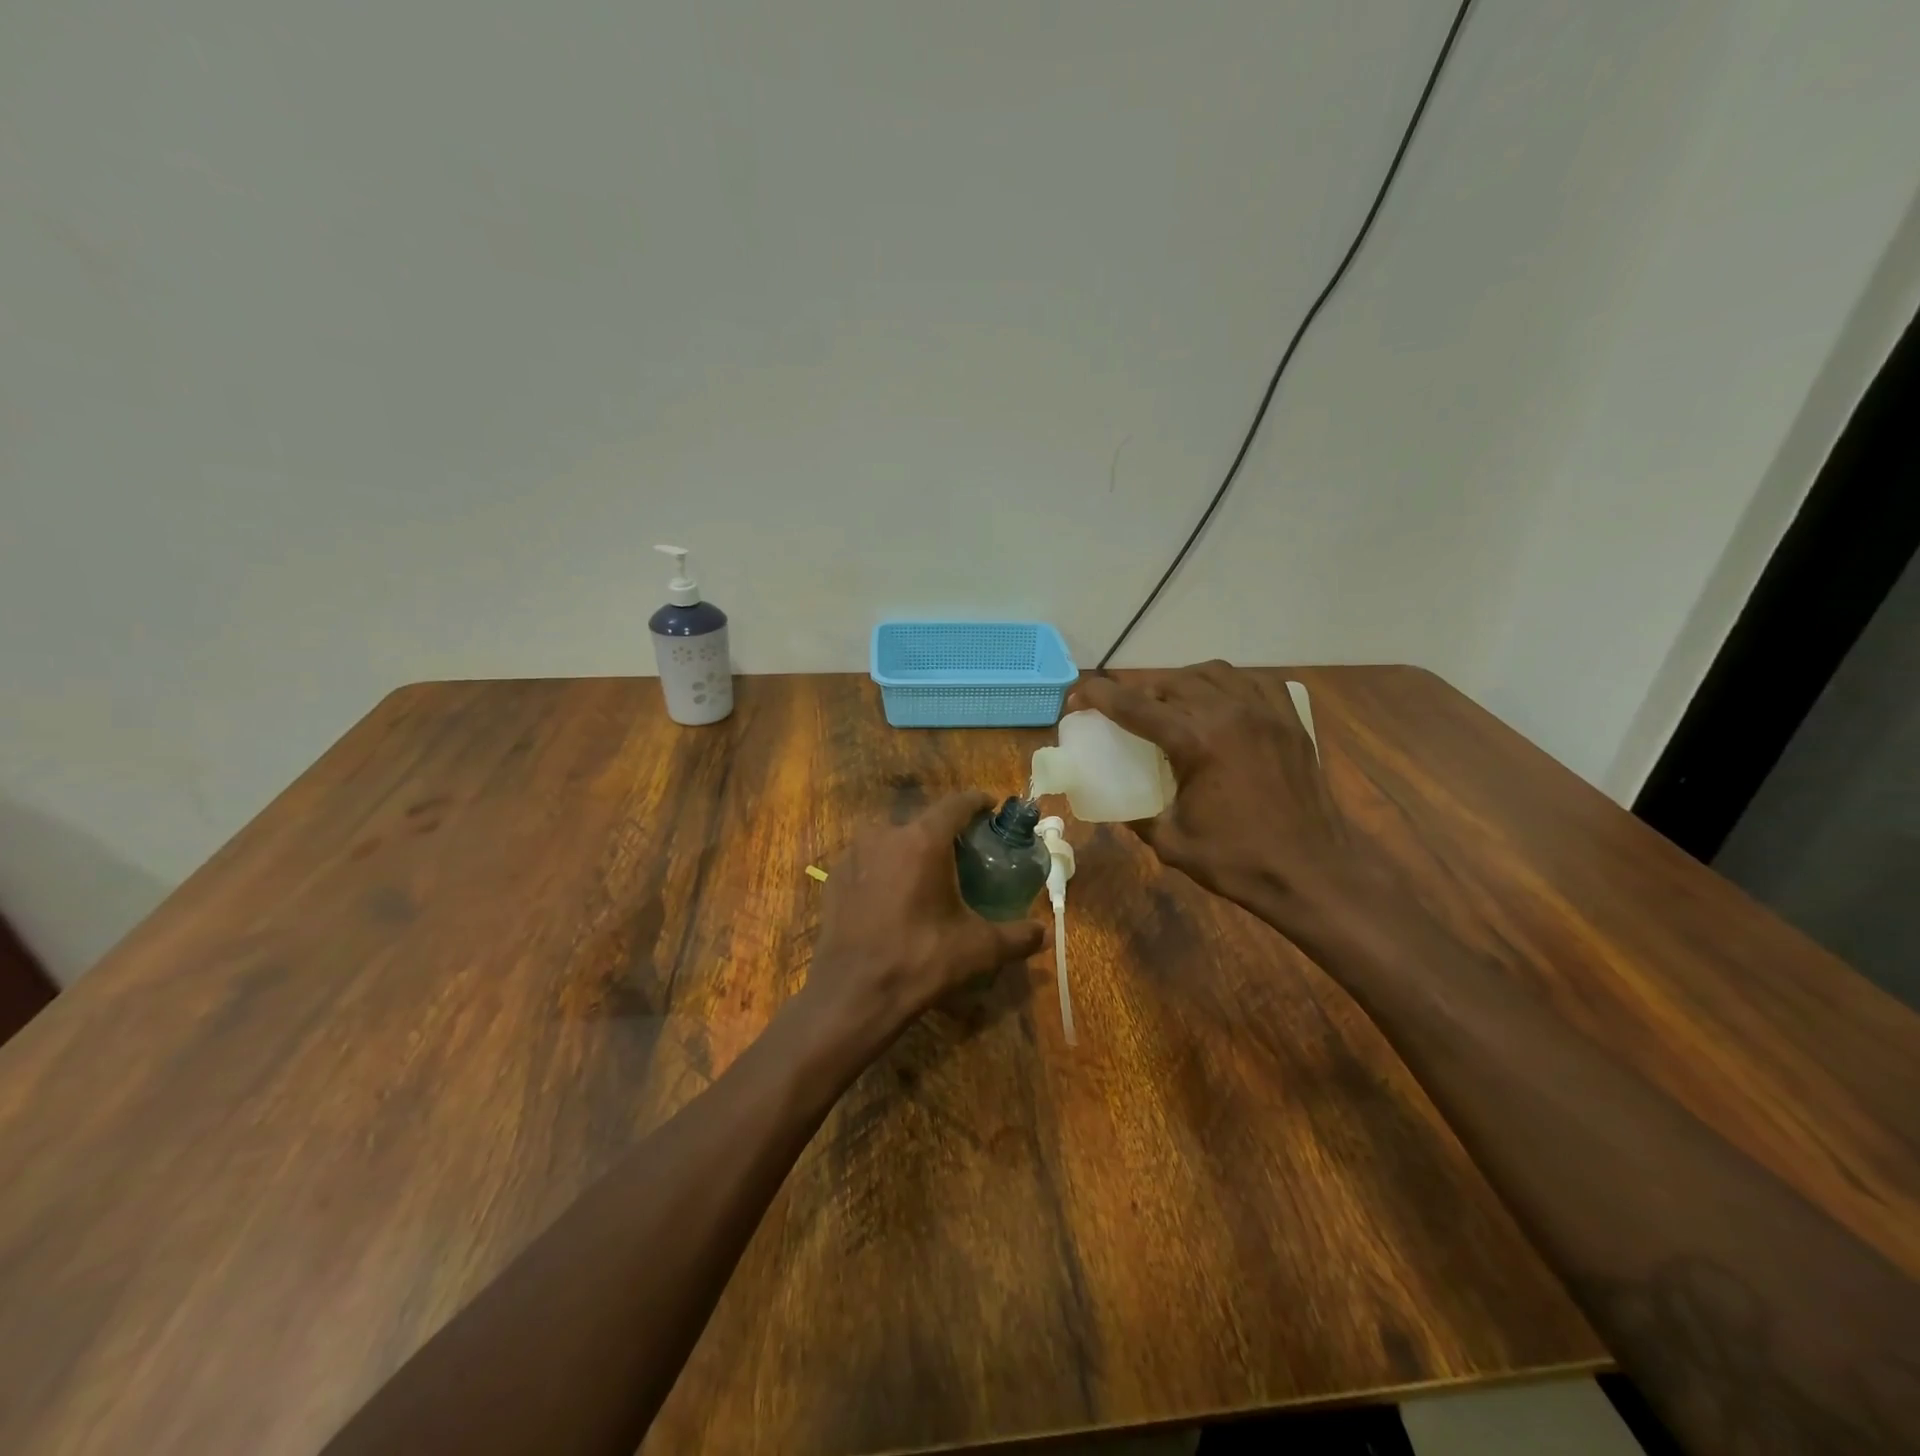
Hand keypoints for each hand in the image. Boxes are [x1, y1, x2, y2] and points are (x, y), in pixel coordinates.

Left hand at [801, 792, 1046, 1051]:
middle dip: (945, 830)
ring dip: (912, 848)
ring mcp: (854, 854)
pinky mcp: (834, 877)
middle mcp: (885, 835)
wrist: (853, 995)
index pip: (956, 804)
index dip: (978, 802)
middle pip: (923, 820)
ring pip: (892, 839)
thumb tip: (1045, 934)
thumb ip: (1016, 936)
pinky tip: (894, 894)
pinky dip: (885, 868)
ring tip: (928, 873)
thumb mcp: (978, 948)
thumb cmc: (920, 961)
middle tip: (965, 850)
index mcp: (923, 840)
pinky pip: (868, 860)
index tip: (992, 807)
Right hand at [1071, 663, 1381, 943]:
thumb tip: (1117, 802)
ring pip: (1213, 672)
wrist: (1313, 872)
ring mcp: (1265, 712)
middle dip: (1140, 690)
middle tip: (1125, 709)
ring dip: (1182, 681)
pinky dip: (1228, 683)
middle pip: (1172, 682)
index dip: (1100, 696)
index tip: (1078, 694)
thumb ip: (1137, 816)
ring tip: (1171, 703)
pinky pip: (1254, 681)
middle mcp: (1229, 713)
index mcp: (1196, 741)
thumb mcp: (1171, 842)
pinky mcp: (1290, 721)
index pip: (1135, 705)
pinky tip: (1221, 701)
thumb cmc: (1238, 861)